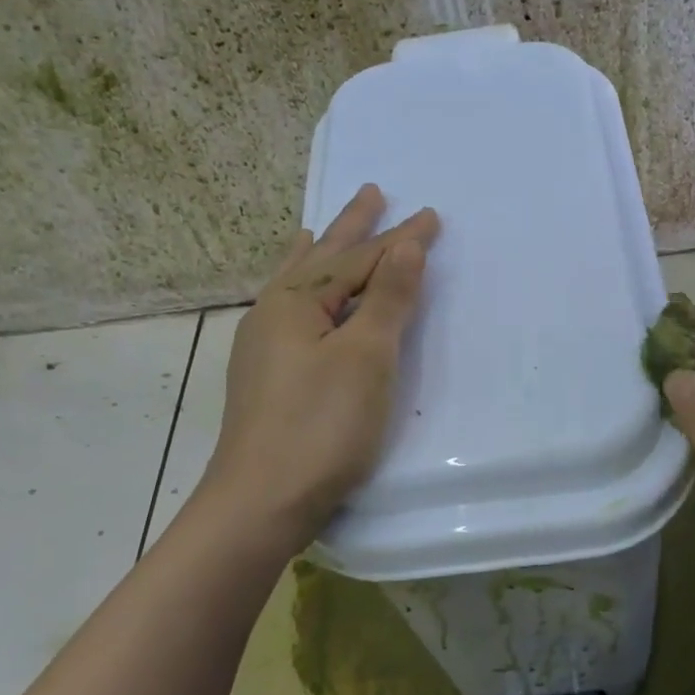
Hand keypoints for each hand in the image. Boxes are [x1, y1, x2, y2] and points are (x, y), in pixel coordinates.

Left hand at [197, 184, 439, 549]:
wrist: (262, 501)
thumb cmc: (321, 426)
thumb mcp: (365, 358)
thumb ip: (386, 298)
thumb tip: (405, 245)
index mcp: (296, 302)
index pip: (359, 260)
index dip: (399, 240)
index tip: (432, 217)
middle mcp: (273, 313)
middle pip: (322, 259)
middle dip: (351, 228)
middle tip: (372, 193)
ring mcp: (264, 346)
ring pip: (299, 284)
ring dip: (320, 254)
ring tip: (319, 228)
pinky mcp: (267, 376)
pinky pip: (289, 312)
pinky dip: (300, 292)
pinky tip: (295, 299)